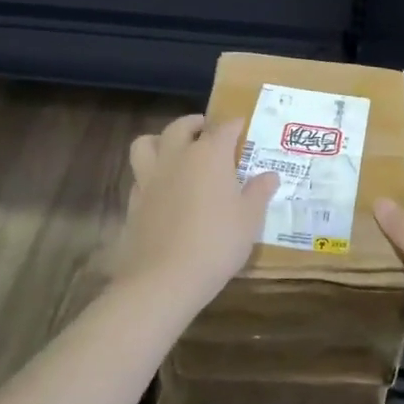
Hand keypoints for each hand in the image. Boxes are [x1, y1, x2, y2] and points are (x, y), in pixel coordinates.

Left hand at [120, 114, 277, 313]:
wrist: (164, 279)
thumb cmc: (216, 243)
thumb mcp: (249, 219)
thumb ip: (259, 192)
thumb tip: (270, 175)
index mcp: (209, 155)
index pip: (224, 128)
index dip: (235, 125)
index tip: (243, 126)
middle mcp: (177, 157)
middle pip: (181, 127)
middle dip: (195, 124)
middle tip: (206, 130)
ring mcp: (150, 178)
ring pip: (147, 143)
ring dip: (161, 140)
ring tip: (174, 150)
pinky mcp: (134, 201)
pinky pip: (139, 174)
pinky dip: (150, 172)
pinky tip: (162, 188)